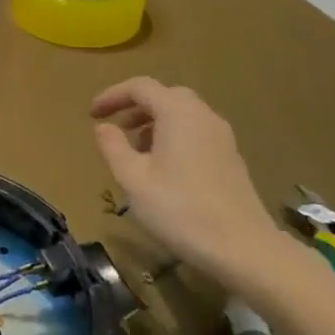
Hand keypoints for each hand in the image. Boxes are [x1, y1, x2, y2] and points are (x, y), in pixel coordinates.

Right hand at [92, 77, 310, 302]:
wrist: (243, 248)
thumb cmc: (179, 209)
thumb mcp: (133, 179)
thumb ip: (113, 147)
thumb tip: (104, 127)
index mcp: (177, 113)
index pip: (140, 87)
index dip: (112, 95)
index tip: (92, 114)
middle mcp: (203, 116)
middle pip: (165, 96)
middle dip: (136, 107)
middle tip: (115, 127)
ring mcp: (222, 137)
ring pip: (183, 115)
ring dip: (154, 123)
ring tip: (135, 151)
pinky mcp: (231, 158)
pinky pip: (196, 133)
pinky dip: (173, 137)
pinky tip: (163, 169)